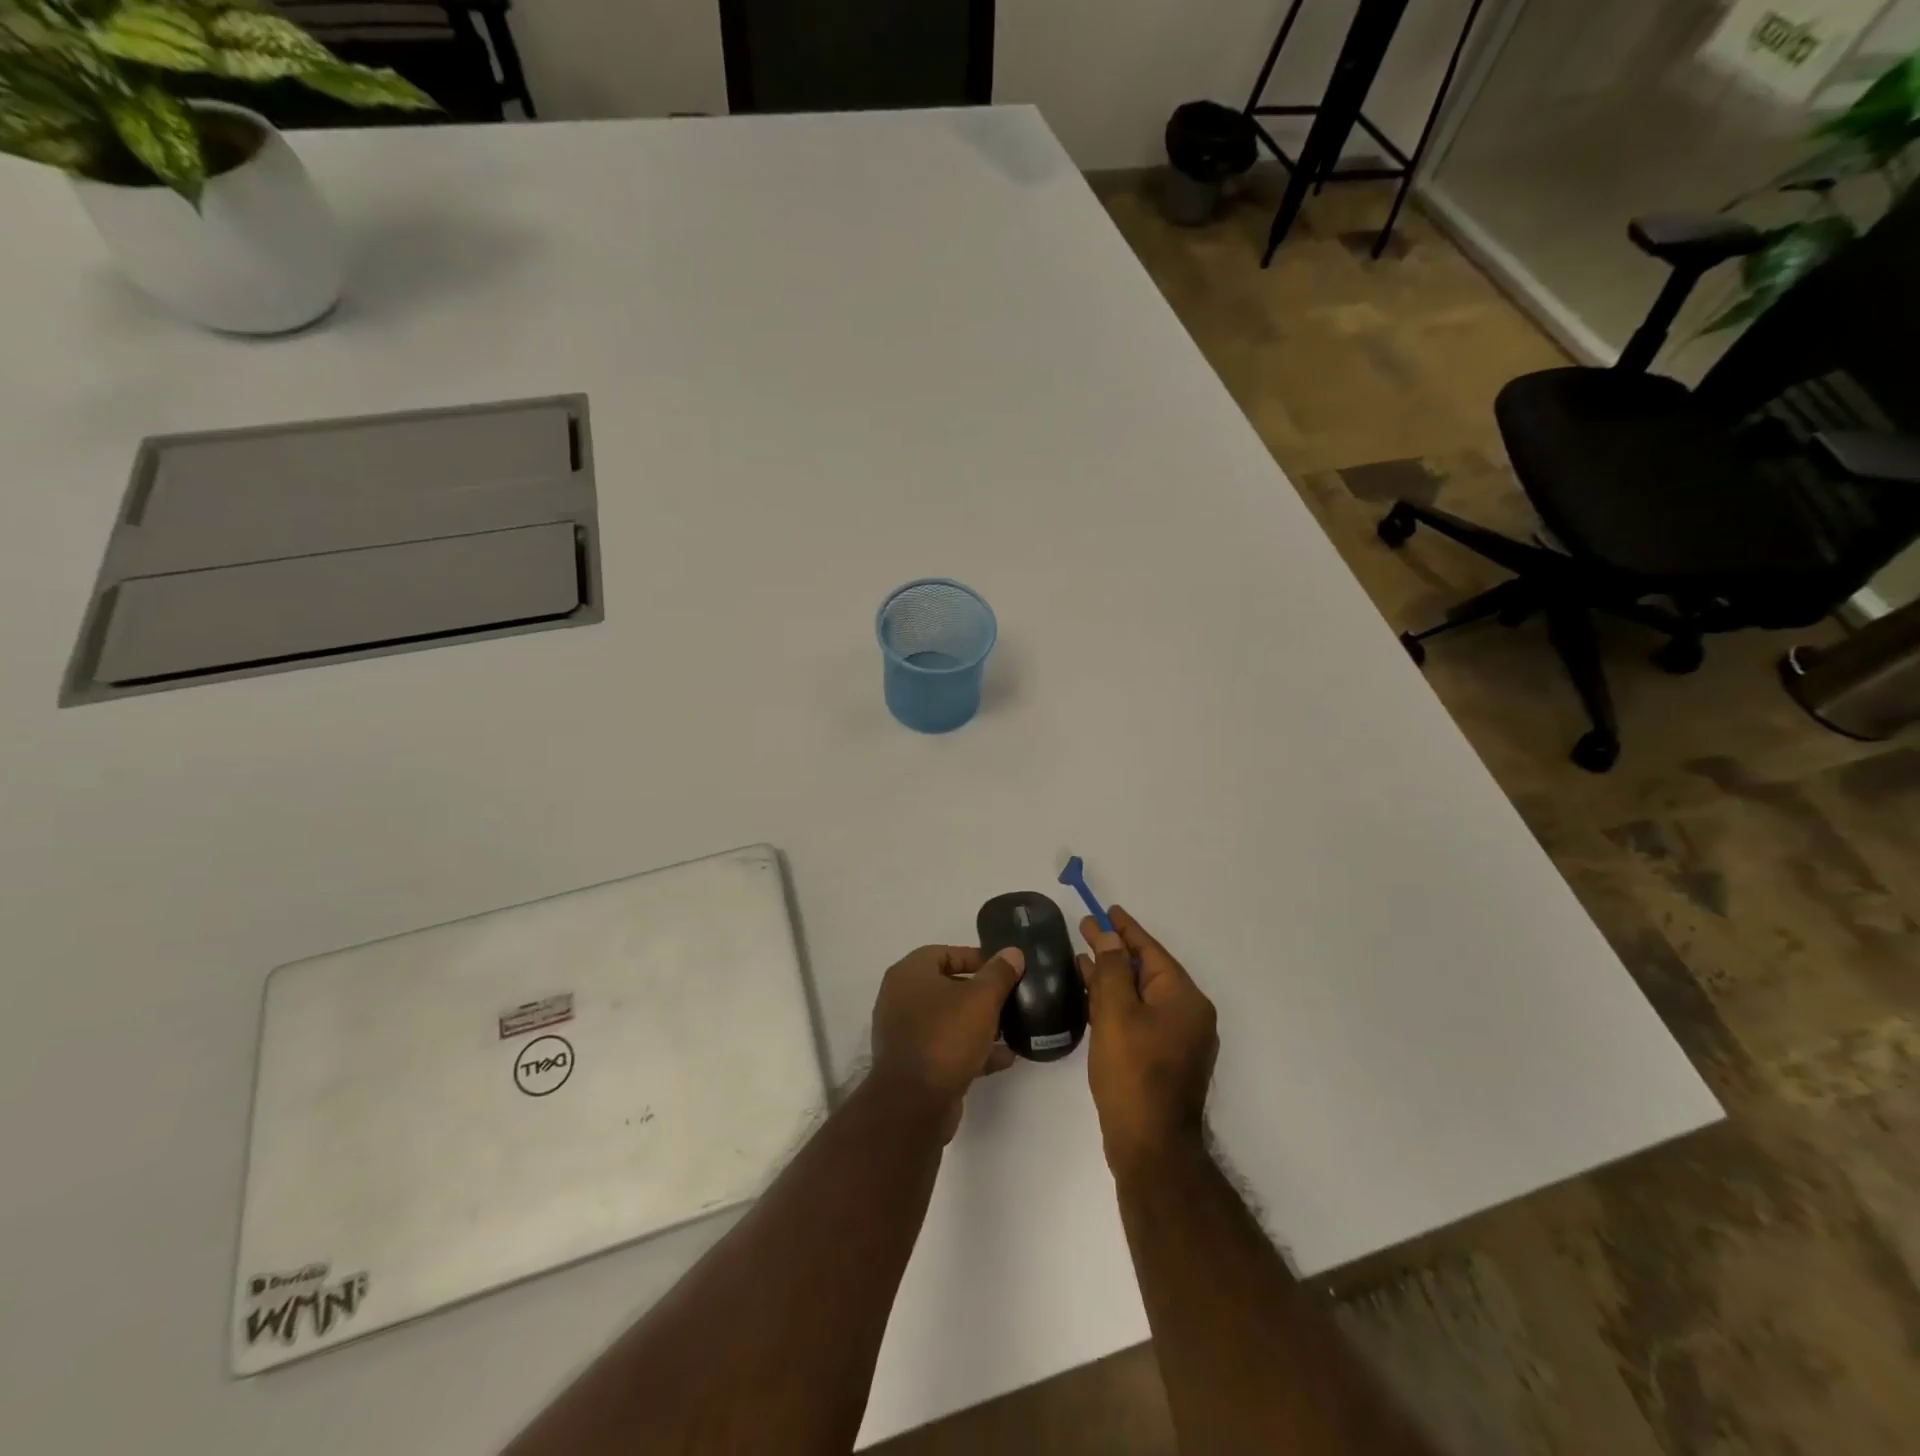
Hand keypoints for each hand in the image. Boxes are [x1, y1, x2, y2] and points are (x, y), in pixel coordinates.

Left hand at [871, 944, 1023, 1139]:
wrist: (914, 1104)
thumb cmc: (946, 1037)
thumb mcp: (981, 999)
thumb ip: (999, 973)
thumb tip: (1012, 952)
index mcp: (909, 974)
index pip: (945, 953)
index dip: (976, 958)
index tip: (1004, 970)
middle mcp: (901, 998)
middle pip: (947, 987)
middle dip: (981, 993)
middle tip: (1010, 998)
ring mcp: (905, 1033)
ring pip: (948, 1020)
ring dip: (979, 1024)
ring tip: (1012, 1029)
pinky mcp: (914, 1064)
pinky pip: (947, 1048)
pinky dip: (972, 1050)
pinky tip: (1004, 1058)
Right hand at [1077, 906, 1217, 1176]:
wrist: (1150, 1147)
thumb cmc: (1133, 1073)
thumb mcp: (1116, 1013)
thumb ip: (1110, 970)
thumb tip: (1106, 937)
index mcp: (1185, 999)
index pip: (1151, 951)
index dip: (1125, 929)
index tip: (1106, 910)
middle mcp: (1188, 1015)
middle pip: (1147, 971)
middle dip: (1115, 951)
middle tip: (1085, 930)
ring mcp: (1178, 1040)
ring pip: (1141, 996)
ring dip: (1112, 977)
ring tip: (1081, 959)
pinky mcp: (1164, 1060)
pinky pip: (1139, 1018)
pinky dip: (1117, 1004)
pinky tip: (1092, 999)